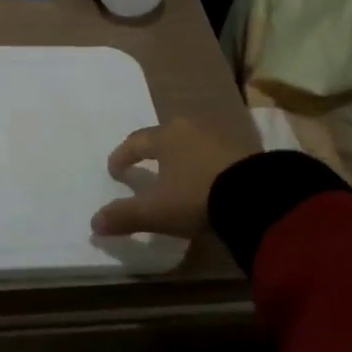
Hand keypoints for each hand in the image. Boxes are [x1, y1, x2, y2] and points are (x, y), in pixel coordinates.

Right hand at [92, 118, 254, 238]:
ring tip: (178, 175)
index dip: (122, 156)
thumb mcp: (156, 211)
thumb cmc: (196, 196)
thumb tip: (93, 223)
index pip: (136, 141)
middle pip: (165, 136)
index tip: (115, 171)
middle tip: (146, 166)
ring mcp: (221, 135)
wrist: (258, 195)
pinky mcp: (246, 149)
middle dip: (153, 151)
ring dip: (182, 156)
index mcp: (165, 136)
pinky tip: (208, 180)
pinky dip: (206, 164)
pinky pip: (216, 153)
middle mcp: (190, 128)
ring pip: (192, 142)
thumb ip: (124, 216)